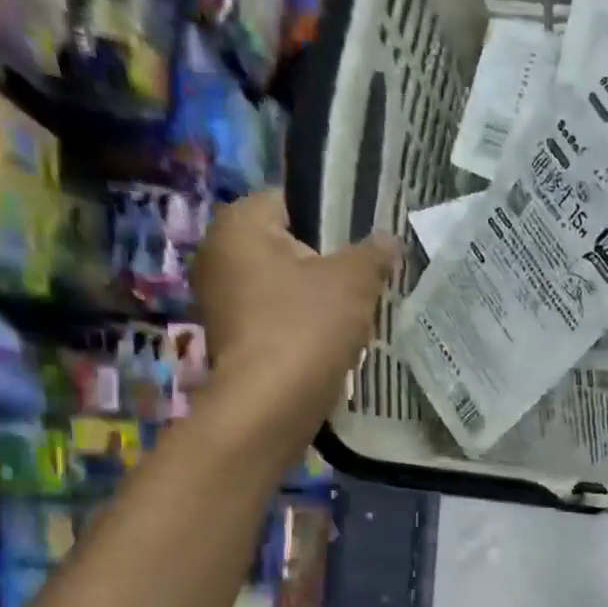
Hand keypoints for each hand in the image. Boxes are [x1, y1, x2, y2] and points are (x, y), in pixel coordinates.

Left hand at [191, 190, 397, 435]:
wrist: (271, 405)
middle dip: (327, 262)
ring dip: (316, 297)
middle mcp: (218, 254)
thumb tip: (388, 239)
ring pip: (284, 285)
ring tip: (355, 313)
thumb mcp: (354, 281)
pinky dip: (302, 325)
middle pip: (288, 245)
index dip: (334, 218)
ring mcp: (220, 300)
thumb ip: (373, 253)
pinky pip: (276, 318)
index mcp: (239, 224)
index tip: (365, 244)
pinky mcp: (233, 338)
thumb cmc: (307, 327)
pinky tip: (332, 341)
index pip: (292, 200)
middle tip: (366, 280)